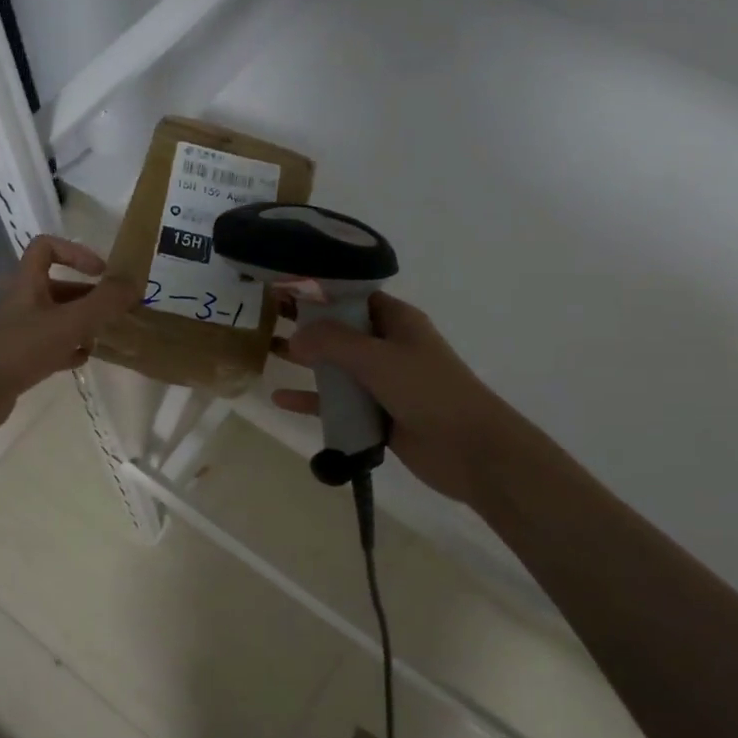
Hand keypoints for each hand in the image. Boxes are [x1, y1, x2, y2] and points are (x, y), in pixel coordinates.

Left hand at [0, 235, 141, 436]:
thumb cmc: (22, 349)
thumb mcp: (71, 322)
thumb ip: (104, 302)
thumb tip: (135, 281)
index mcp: (27, 284)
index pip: (47, 248)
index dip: (75, 253)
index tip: (101, 273)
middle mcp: (22, 302)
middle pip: (58, 287)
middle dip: (89, 296)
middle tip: (115, 311)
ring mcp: (18, 330)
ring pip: (57, 317)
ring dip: (82, 324)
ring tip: (103, 337)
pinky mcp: (18, 357)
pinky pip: (50, 345)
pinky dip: (68, 348)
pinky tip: (82, 359)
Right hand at [274, 292, 532, 504]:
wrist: (471, 450)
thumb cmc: (428, 390)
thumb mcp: (378, 358)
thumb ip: (333, 343)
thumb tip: (296, 335)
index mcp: (397, 321)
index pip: (353, 296)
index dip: (320, 292)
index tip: (284, 288)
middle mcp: (389, 346)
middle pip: (341, 330)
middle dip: (307, 325)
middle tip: (265, 318)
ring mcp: (383, 382)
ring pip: (337, 367)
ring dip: (306, 361)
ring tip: (267, 351)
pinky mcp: (378, 415)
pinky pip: (339, 403)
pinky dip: (313, 401)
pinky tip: (281, 399)